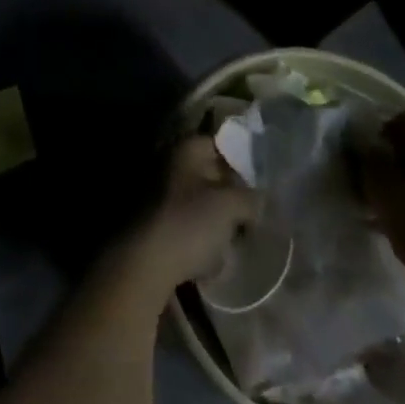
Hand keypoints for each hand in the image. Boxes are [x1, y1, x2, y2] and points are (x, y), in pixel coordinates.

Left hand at [117, 135, 258, 300]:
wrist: (145, 260)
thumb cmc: (189, 222)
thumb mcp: (229, 206)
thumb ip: (249, 197)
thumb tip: (259, 198)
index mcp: (185, 148)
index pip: (218, 144)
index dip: (241, 161)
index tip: (259, 184)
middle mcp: (168, 160)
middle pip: (208, 171)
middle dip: (230, 191)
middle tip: (252, 213)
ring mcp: (157, 189)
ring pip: (197, 197)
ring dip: (216, 215)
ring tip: (236, 236)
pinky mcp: (153, 218)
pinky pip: (185, 218)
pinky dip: (200, 231)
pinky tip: (213, 253)